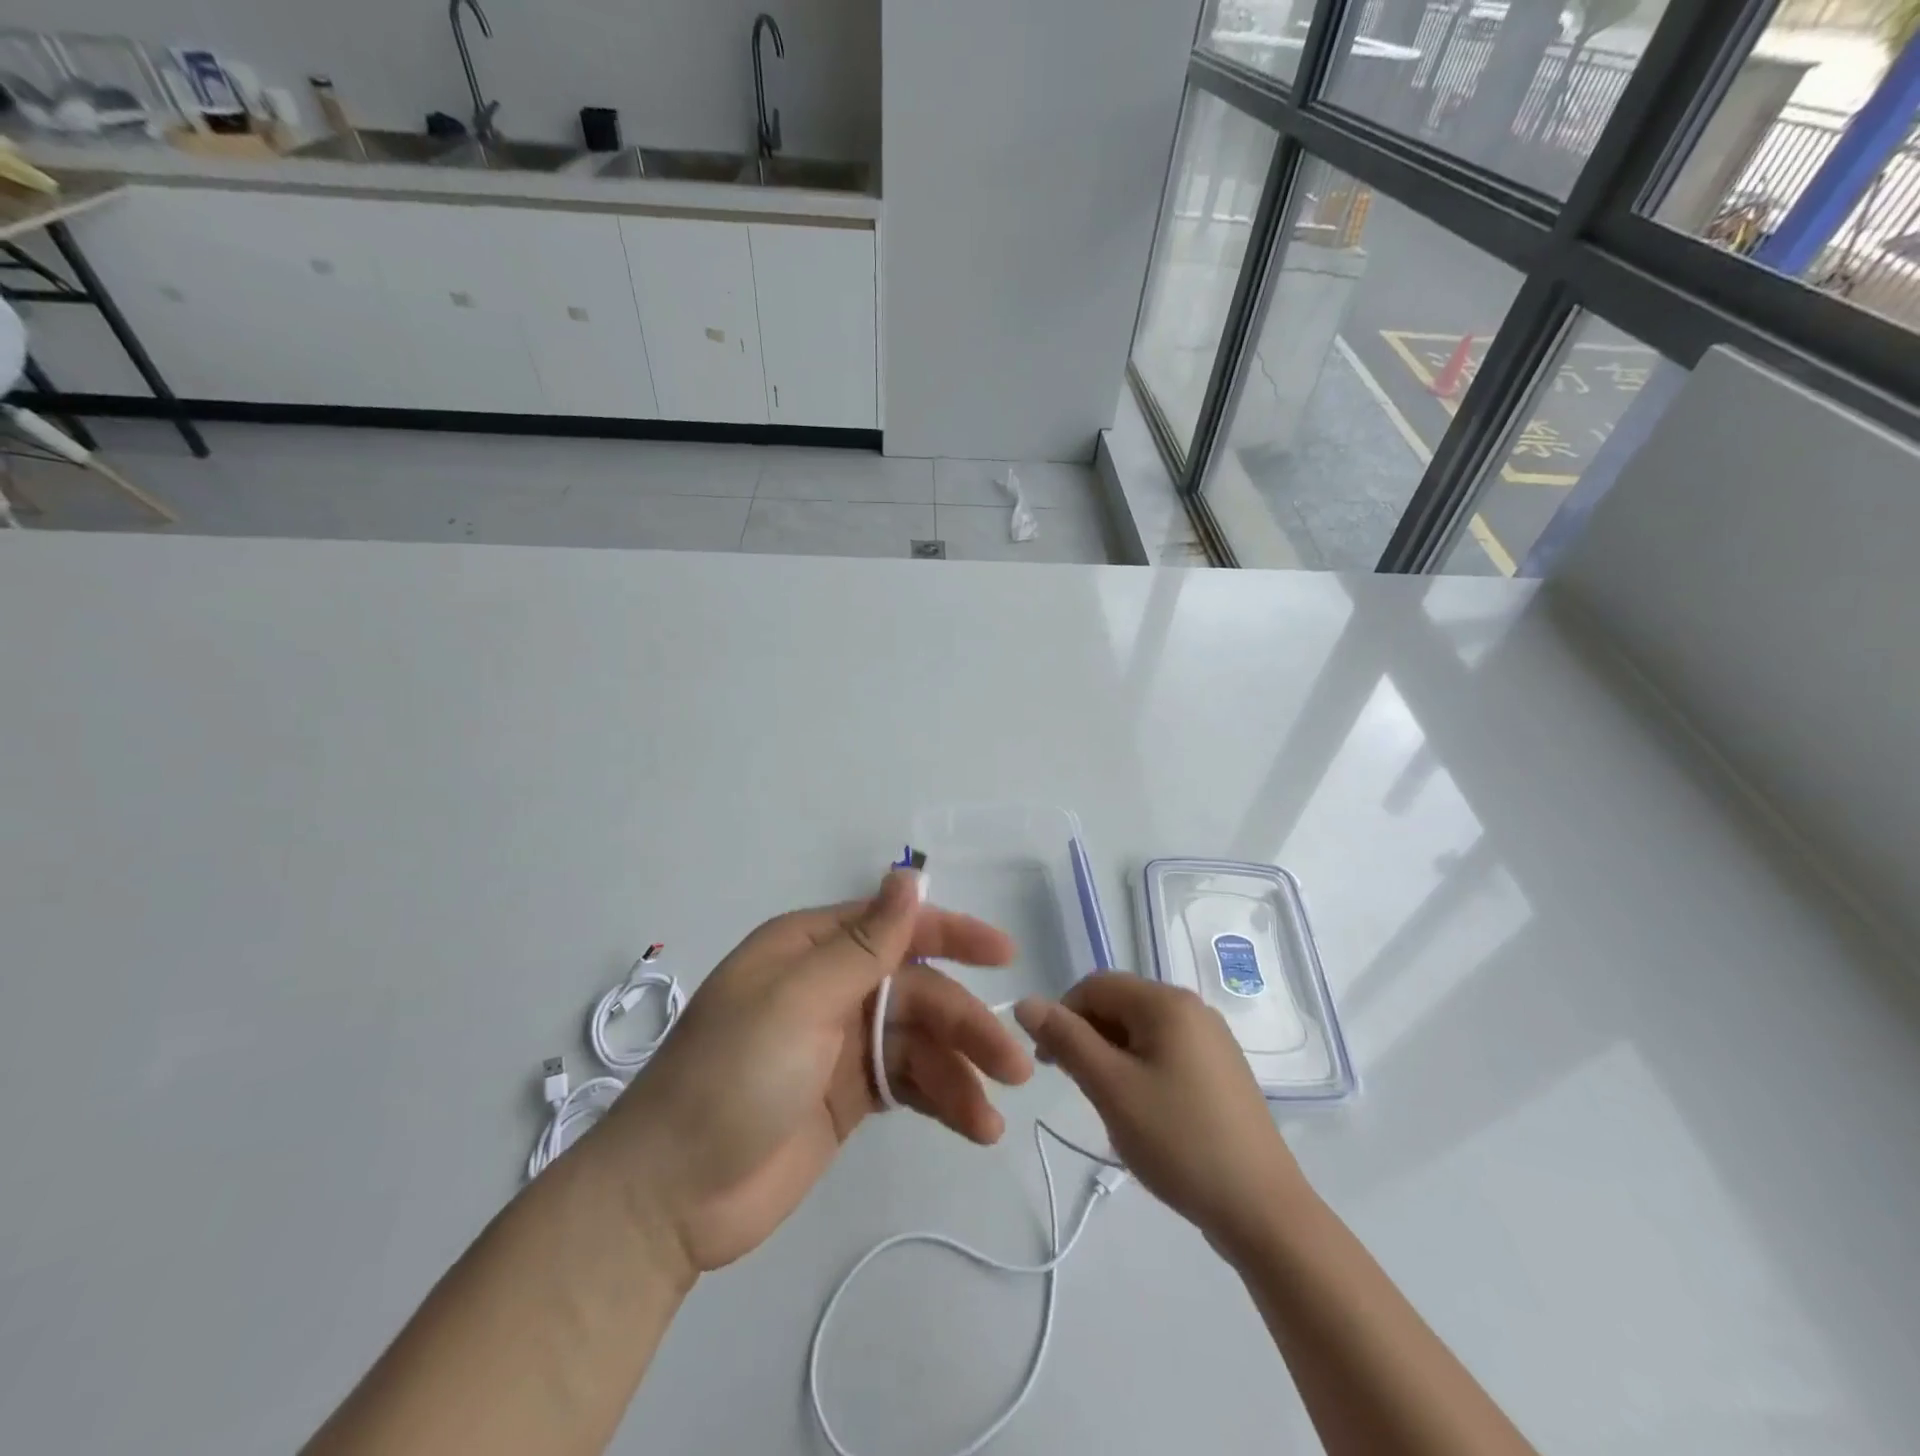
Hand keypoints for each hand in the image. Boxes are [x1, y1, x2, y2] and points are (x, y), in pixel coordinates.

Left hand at [603, 870, 1032, 1274]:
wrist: (670, 1196)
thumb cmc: (731, 1077)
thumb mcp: (797, 1001)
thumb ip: (863, 944)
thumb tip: (909, 876)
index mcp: (811, 950)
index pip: (894, 927)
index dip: (951, 935)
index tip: (1003, 954)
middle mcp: (831, 988)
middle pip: (917, 992)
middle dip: (966, 1024)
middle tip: (1015, 1064)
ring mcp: (842, 1044)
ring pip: (920, 1041)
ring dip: (962, 1072)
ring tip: (993, 1117)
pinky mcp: (849, 1095)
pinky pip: (909, 1083)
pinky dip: (943, 1099)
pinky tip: (974, 1125)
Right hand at [1014, 974, 1308, 1256]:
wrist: (1263, 1210)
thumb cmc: (1179, 1140)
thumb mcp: (1111, 1088)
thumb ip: (1066, 1039)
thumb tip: (1027, 1002)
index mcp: (1167, 1002)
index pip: (1095, 985)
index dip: (1062, 1015)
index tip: (1048, 1063)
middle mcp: (1192, 1008)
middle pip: (1120, 1004)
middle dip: (1088, 1037)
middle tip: (1079, 1088)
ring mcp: (1212, 1039)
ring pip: (1141, 1031)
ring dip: (1112, 1056)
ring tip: (1111, 1106)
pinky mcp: (1221, 1070)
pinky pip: (1166, 1052)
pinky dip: (1141, 1070)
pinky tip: (1144, 1113)